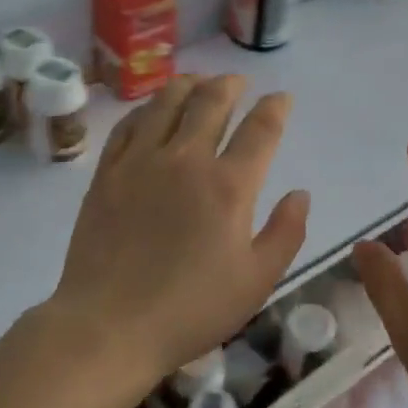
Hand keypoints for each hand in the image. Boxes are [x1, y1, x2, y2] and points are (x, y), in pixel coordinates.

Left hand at [45, 74, 309, 387]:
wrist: (109, 326)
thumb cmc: (191, 309)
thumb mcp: (256, 281)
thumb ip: (286, 233)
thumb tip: (300, 193)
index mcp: (229, 186)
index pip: (260, 129)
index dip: (276, 108)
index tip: (282, 98)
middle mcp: (186, 160)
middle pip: (211, 101)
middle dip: (230, 84)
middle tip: (239, 82)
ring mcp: (141, 161)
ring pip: (166, 101)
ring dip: (189, 84)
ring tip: (199, 82)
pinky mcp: (107, 172)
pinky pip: (129, 124)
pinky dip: (147, 108)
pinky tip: (153, 110)